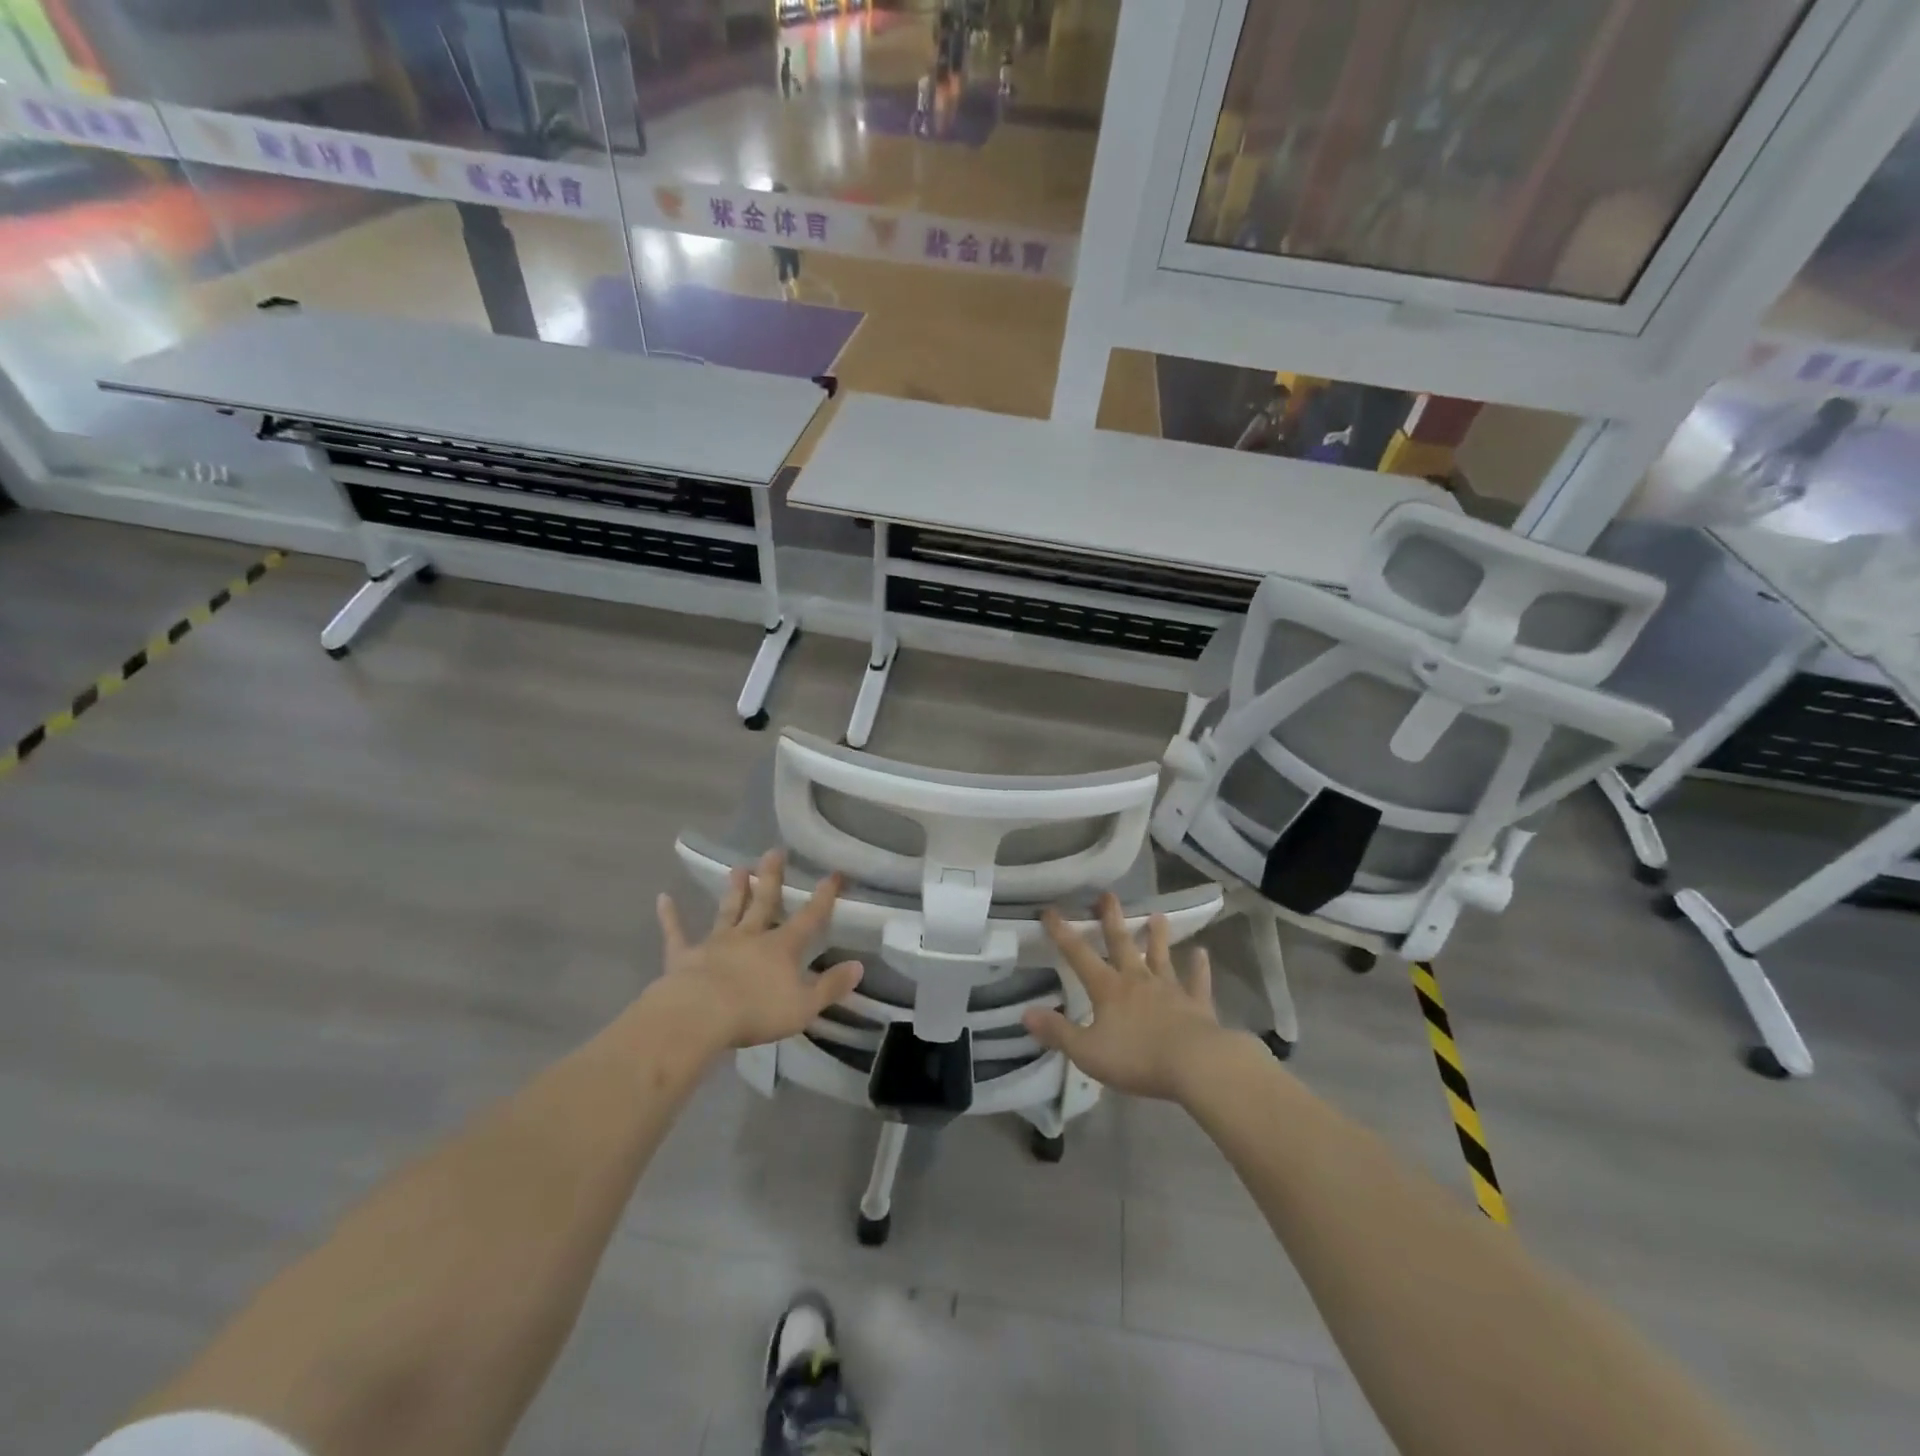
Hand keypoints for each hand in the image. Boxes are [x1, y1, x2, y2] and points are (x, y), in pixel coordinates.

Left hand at [650, 850, 863, 1051]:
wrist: (699, 1015)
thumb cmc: (757, 1011)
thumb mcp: (805, 1005)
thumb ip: (831, 985)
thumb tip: (859, 966)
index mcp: (781, 947)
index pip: (809, 917)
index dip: (823, 897)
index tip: (833, 874)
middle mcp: (750, 937)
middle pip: (764, 902)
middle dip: (771, 878)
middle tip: (774, 851)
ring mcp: (716, 944)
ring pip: (728, 911)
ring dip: (734, 890)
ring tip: (739, 868)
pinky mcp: (684, 956)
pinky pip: (676, 933)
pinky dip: (670, 917)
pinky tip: (663, 899)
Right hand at [1022, 893, 1231, 1101]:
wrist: (1194, 1064)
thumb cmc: (1137, 1058)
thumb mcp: (1087, 1051)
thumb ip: (1057, 1031)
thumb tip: (1026, 1013)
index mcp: (1108, 989)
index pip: (1079, 955)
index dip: (1062, 933)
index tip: (1050, 911)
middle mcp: (1137, 980)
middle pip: (1122, 943)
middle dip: (1112, 919)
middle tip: (1108, 895)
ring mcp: (1169, 989)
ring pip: (1161, 956)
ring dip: (1157, 936)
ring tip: (1157, 915)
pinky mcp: (1196, 1004)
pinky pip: (1197, 981)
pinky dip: (1198, 967)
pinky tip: (1202, 953)